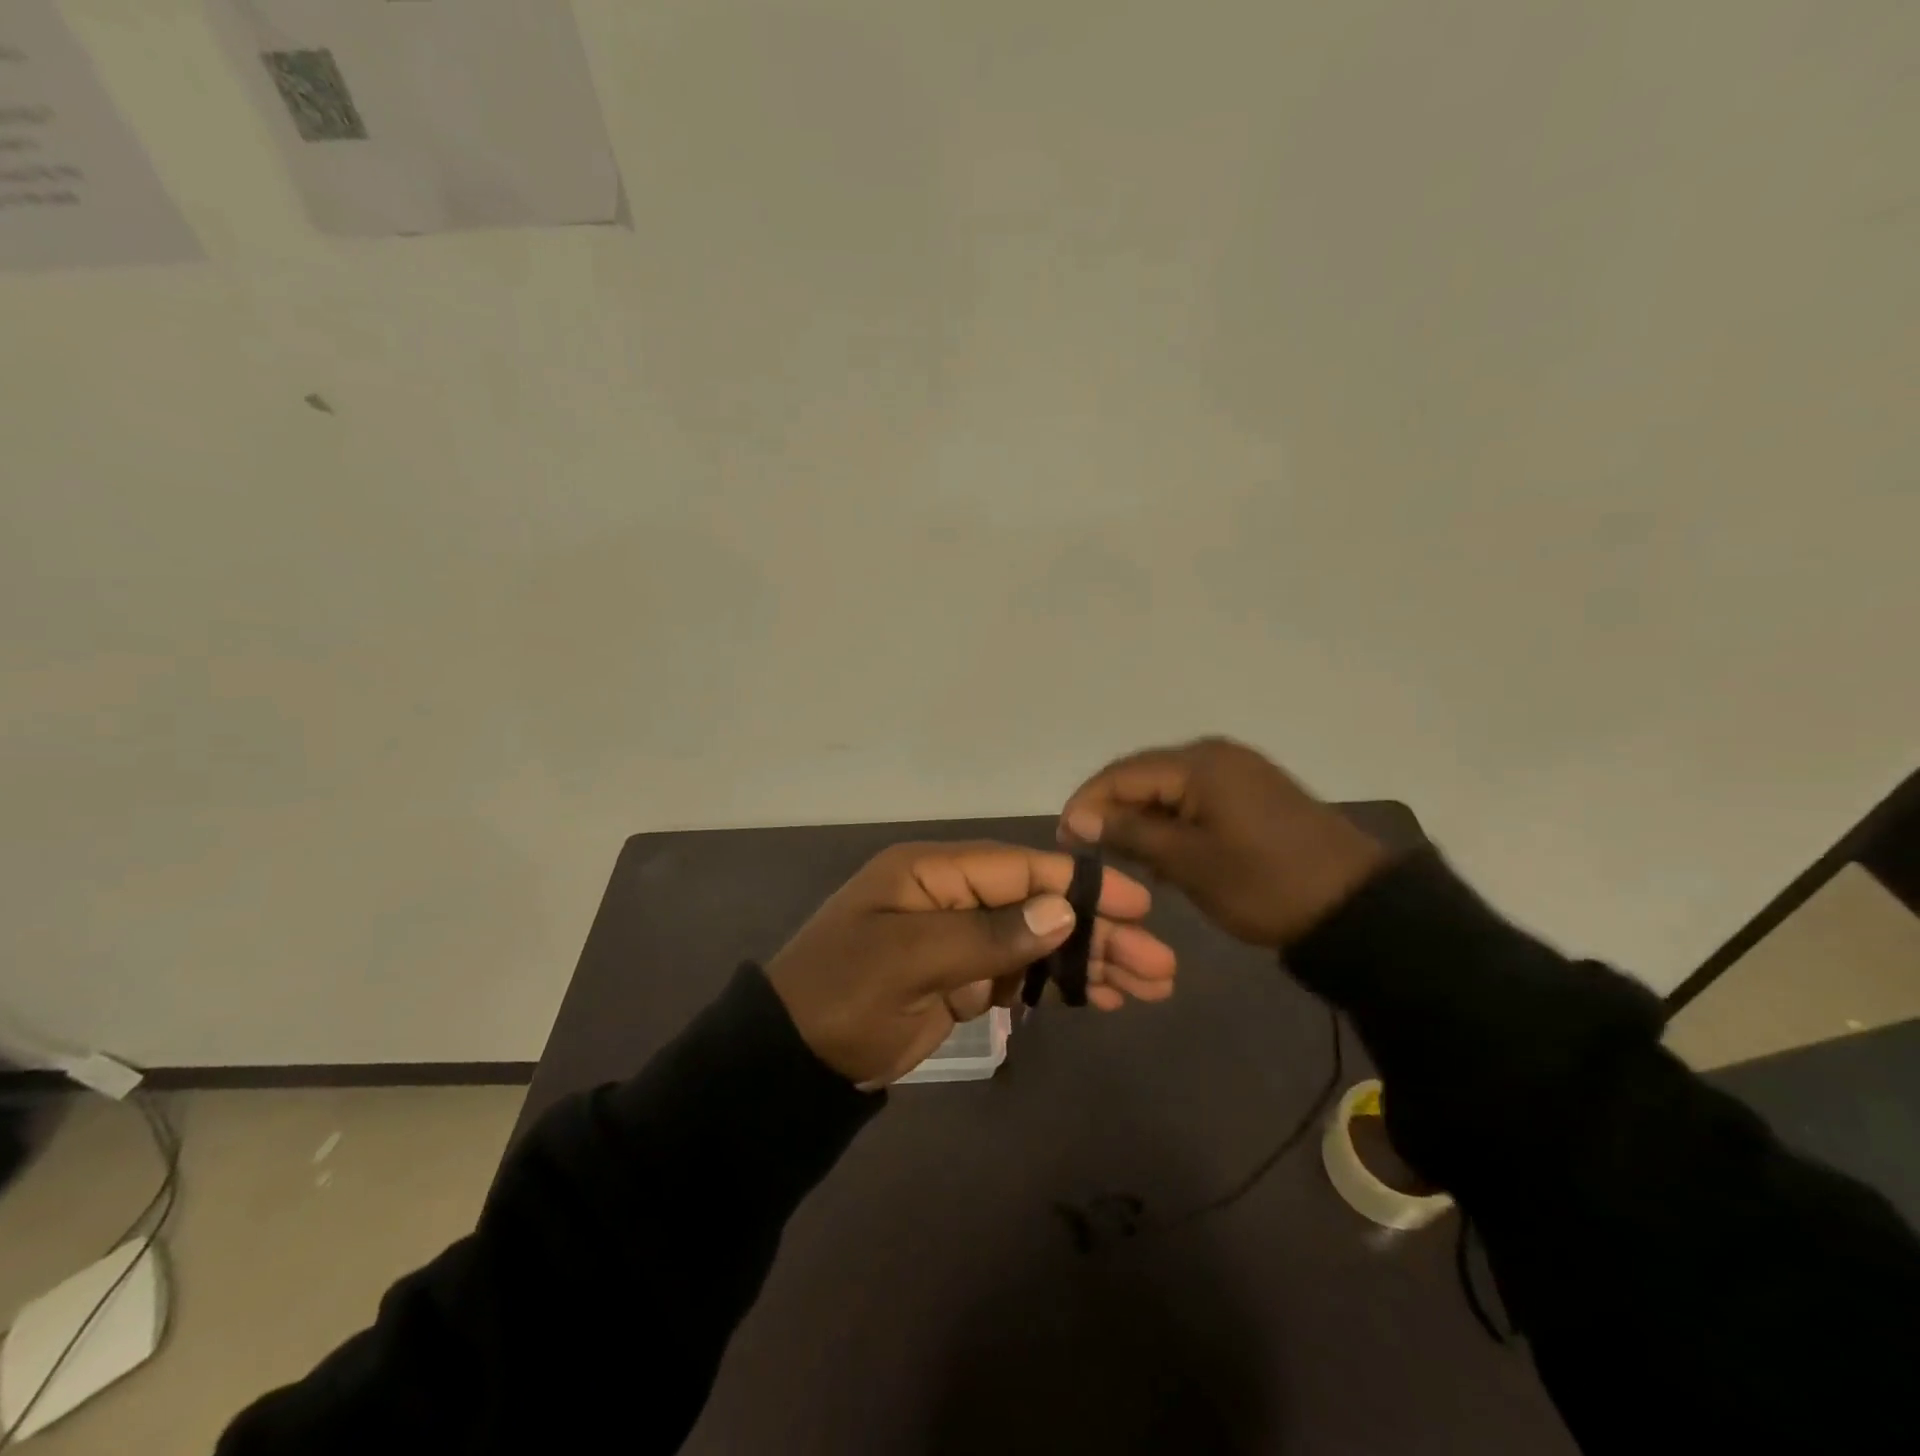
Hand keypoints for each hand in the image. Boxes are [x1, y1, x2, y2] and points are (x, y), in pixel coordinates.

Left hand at [765, 841, 1177, 1086]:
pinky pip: (1020, 976)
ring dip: (1089, 962)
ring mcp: (959, 940)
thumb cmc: (843, 994)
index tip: (1138, 907)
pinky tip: (1104, 998)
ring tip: (1149, 986)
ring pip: (1037, 943)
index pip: (1020, 868)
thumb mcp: (909, 959)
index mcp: (933, 872)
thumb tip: (1063, 910)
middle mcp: (952, 897)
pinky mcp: (962, 980)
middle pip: (1039, 906)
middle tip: (1160, 965)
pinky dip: (1059, 986)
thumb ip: (988, 934)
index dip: (1080, 885)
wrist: (791, 1058)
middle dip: (1098, 933)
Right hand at [1058, 737, 1392, 948]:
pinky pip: (1194, 800)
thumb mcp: (1188, 862)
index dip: (1085, 804)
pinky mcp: (1252, 794)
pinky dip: (1172, 824)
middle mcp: (1215, 755)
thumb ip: (1129, 833)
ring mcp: (1237, 772)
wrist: (1356, 909)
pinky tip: (1163, 854)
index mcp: (1198, 763)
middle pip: (1143, 777)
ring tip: (1122, 858)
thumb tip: (1078, 818)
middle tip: (1088, 853)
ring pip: (1167, 790)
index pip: (1121, 774)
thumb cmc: (1264, 885)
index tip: (1062, 840)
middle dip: (1112, 812)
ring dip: (1142, 821)